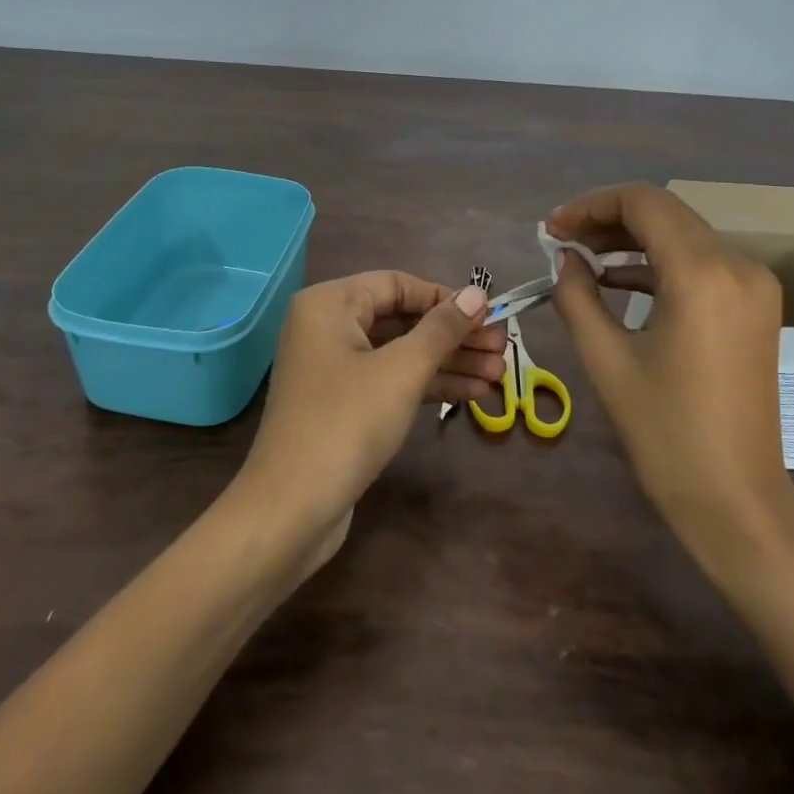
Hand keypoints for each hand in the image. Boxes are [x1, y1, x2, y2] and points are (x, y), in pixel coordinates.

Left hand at [236, 273, 503, 549]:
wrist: (291, 509)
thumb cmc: (346, 423)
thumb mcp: (402, 370)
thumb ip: (442, 329)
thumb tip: (478, 293)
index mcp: (329, 304)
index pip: (397, 285)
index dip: (445, 298)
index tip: (489, 314)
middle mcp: (327, 327)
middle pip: (402, 319)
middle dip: (454, 335)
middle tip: (503, 348)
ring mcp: (334, 368)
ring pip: (400, 353)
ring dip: (449, 362)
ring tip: (499, 374)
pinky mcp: (343, 404)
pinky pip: (391, 381)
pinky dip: (428, 385)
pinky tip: (473, 394)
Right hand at [546, 183, 793, 557]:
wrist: (736, 498)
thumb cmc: (665, 433)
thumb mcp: (606, 360)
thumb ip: (577, 296)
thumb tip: (565, 257)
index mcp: (703, 274)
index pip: (644, 203)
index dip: (591, 206)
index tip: (552, 230)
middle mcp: (738, 266)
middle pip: (666, 212)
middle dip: (608, 219)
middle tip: (561, 242)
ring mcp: (754, 285)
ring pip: (684, 234)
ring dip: (633, 238)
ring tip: (583, 258)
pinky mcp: (756, 306)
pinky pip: (702, 263)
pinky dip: (659, 262)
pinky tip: (619, 280)